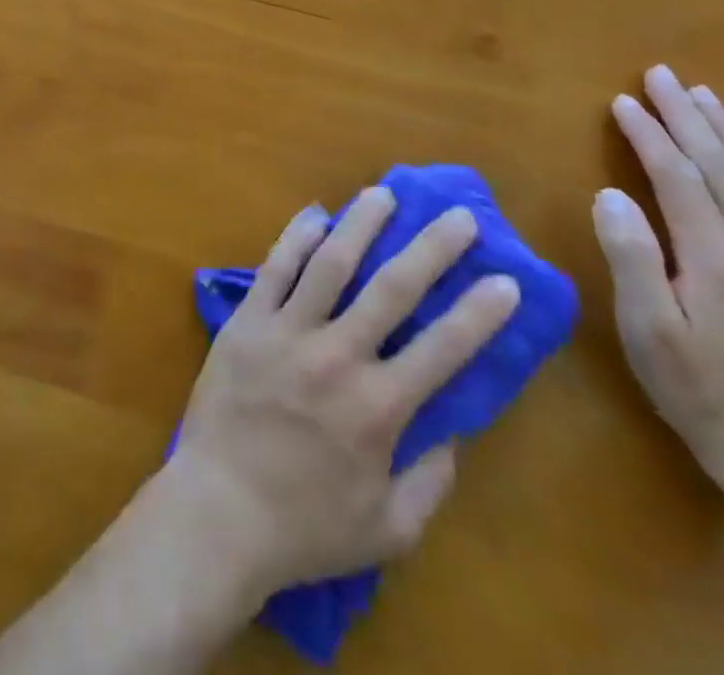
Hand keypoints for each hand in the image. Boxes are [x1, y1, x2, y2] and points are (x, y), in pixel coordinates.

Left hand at [167, 188, 521, 599]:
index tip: (506, 280)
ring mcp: (286, 331)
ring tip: (382, 194)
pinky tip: (314, 216)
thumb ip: (430, 480)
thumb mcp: (389, 529)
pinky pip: (274, 269)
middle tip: (457, 216)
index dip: (479, 313)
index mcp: (378, 408)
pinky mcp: (246, 321)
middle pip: (391, 289)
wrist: (218, 509)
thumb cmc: (305, 526)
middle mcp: (336, 356)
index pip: (443, 349)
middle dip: (430, 248)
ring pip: (329, 264)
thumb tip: (453, 430)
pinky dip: (295, 239)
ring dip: (360, 225)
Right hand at [594, 65, 723, 481]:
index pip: (678, 177)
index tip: (621, 101)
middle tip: (661, 75)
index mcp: (718, 259)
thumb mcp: (645, 327)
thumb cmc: (692, 385)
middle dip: (688, 117)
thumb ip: (631, 257)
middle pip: (722, 167)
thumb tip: (609, 195)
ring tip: (703, 97)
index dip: (648, 135)